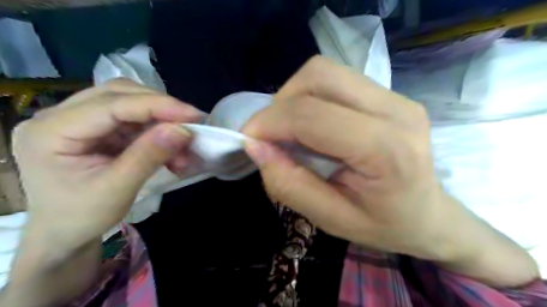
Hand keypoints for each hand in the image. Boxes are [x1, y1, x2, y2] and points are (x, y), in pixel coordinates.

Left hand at [12, 80, 201, 253]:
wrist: (62, 235)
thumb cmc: (80, 218)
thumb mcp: (117, 190)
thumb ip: (148, 156)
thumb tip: (183, 130)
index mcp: (51, 131)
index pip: (112, 104)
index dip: (158, 105)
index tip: (194, 116)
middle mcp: (60, 116)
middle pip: (120, 94)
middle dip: (161, 108)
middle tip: (191, 125)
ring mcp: (77, 120)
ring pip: (129, 104)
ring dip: (161, 121)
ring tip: (182, 145)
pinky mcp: (95, 129)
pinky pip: (132, 121)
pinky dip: (156, 132)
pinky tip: (170, 149)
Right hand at [245, 55, 457, 258]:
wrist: (428, 215)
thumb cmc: (383, 225)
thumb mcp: (331, 219)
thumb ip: (290, 184)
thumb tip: (255, 147)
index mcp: (387, 150)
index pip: (312, 116)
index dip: (269, 122)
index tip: (248, 140)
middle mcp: (395, 110)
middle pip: (319, 77)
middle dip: (281, 103)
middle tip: (271, 135)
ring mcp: (396, 97)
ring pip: (325, 72)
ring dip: (294, 97)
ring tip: (290, 130)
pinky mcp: (389, 94)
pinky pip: (335, 80)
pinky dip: (310, 97)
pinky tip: (312, 124)